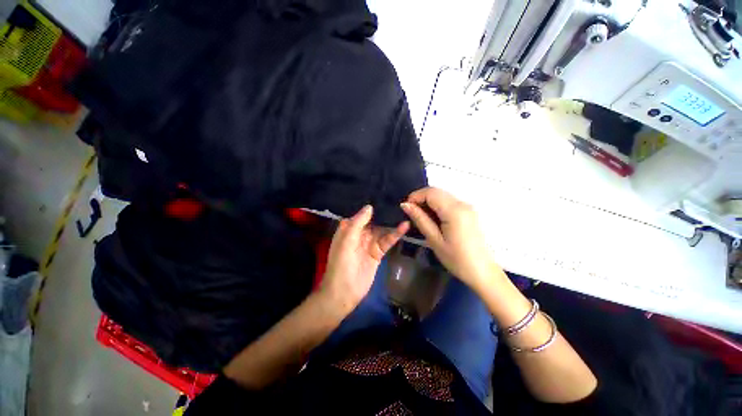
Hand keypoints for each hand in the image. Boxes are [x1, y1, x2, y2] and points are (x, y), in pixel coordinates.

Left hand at [320, 205, 408, 313]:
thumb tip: (370, 207)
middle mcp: (359, 233)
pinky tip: (404, 227)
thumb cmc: (341, 264)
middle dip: (384, 212)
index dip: (371, 205)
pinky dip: (395, 234)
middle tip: (400, 201)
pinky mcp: (378, 252)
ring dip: (392, 222)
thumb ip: (358, 223)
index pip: (361, 213)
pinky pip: (387, 240)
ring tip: (405, 211)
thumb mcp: (347, 241)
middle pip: (374, 220)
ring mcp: (369, 243)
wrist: (344, 292)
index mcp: (348, 229)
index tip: (384, 194)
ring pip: (382, 229)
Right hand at [401, 187, 497, 290]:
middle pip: (437, 191)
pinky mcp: (469, 212)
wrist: (482, 271)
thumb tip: (405, 205)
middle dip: (421, 198)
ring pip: (443, 196)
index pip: (431, 192)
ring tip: (421, 217)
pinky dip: (438, 206)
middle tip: (411, 213)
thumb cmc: (456, 259)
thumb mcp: (434, 240)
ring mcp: (468, 207)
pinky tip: (433, 219)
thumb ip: (420, 219)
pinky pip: (449, 202)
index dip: (415, 196)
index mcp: (454, 211)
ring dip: (429, 202)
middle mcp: (462, 204)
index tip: (406, 208)